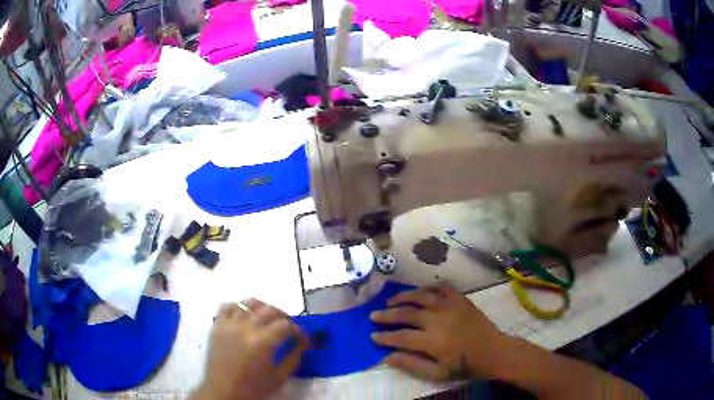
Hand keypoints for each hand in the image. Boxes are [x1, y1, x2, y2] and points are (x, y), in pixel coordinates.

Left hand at [192, 299, 307, 399]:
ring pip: (248, 303)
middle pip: (269, 309)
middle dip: (284, 317)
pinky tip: (244, 318)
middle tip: (288, 328)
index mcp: (262, 342)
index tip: (302, 337)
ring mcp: (229, 324)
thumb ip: (294, 356)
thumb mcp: (280, 377)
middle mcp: (245, 327)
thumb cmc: (254, 387)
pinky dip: (238, 308)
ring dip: (262, 308)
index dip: (298, 330)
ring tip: (266, 319)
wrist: (223, 391)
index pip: (286, 325)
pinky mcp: (217, 325)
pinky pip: (227, 306)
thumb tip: (304, 342)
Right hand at [370, 284, 507, 381]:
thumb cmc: (465, 366)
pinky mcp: (461, 300)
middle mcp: (438, 320)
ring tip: (391, 300)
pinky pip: (444, 288)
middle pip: (407, 313)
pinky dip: (431, 287)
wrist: (494, 352)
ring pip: (421, 296)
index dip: (384, 336)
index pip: (401, 336)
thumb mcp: (438, 373)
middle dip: (387, 315)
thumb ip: (412, 365)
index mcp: (432, 341)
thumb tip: (387, 357)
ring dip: (404, 296)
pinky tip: (422, 290)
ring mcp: (451, 307)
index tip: (373, 335)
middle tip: (373, 315)